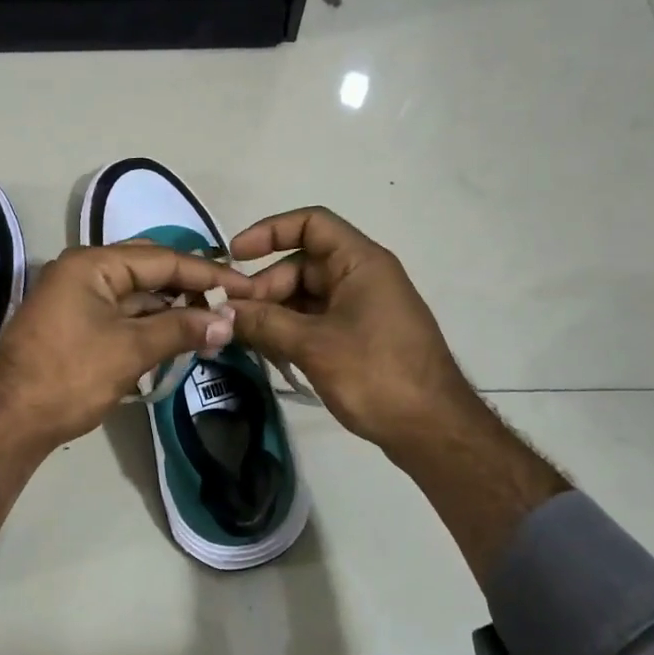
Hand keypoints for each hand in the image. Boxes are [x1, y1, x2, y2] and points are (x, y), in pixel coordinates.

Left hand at [0, 244, 252, 454]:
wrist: (9, 422)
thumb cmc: (70, 377)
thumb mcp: (130, 350)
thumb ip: (181, 328)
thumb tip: (227, 320)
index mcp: (92, 264)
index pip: (162, 259)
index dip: (206, 273)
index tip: (244, 287)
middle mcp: (82, 271)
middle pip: (148, 270)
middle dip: (189, 287)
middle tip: (229, 303)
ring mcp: (75, 297)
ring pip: (135, 294)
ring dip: (170, 308)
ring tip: (211, 325)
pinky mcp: (73, 323)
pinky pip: (120, 313)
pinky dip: (148, 323)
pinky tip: (176, 336)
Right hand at [224, 207, 477, 460]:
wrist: (432, 429)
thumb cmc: (376, 374)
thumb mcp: (313, 346)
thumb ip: (264, 323)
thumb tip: (221, 311)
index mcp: (360, 263)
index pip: (310, 224)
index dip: (269, 232)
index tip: (234, 257)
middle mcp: (361, 277)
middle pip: (301, 265)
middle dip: (264, 287)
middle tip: (233, 318)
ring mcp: (361, 309)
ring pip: (304, 297)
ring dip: (273, 314)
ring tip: (244, 340)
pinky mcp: (358, 337)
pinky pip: (315, 321)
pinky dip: (289, 332)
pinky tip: (268, 354)